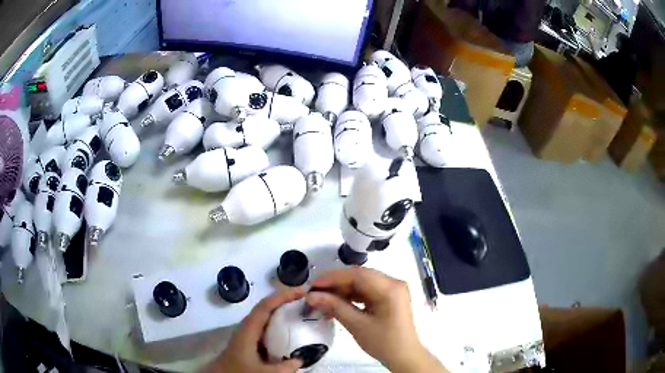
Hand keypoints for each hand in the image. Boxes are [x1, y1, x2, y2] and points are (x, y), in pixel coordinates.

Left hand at [203, 288, 304, 372]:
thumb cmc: (239, 371)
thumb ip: (286, 367)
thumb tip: (301, 359)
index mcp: (248, 330)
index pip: (265, 306)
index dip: (282, 296)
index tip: (301, 291)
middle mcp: (246, 329)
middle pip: (266, 309)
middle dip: (284, 302)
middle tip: (305, 301)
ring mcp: (246, 336)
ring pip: (265, 320)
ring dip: (281, 314)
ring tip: (300, 314)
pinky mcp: (247, 345)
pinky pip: (265, 331)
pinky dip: (278, 328)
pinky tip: (288, 336)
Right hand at [305, 268, 446, 372]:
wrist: (404, 357)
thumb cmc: (384, 342)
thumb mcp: (357, 325)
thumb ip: (334, 307)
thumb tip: (312, 296)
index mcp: (390, 288)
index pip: (357, 274)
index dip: (333, 277)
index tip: (313, 285)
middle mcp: (393, 283)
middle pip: (359, 277)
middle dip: (336, 284)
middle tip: (314, 293)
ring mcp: (392, 290)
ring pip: (362, 284)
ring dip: (342, 291)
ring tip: (322, 301)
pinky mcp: (389, 298)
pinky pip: (367, 292)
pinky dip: (351, 297)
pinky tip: (337, 305)